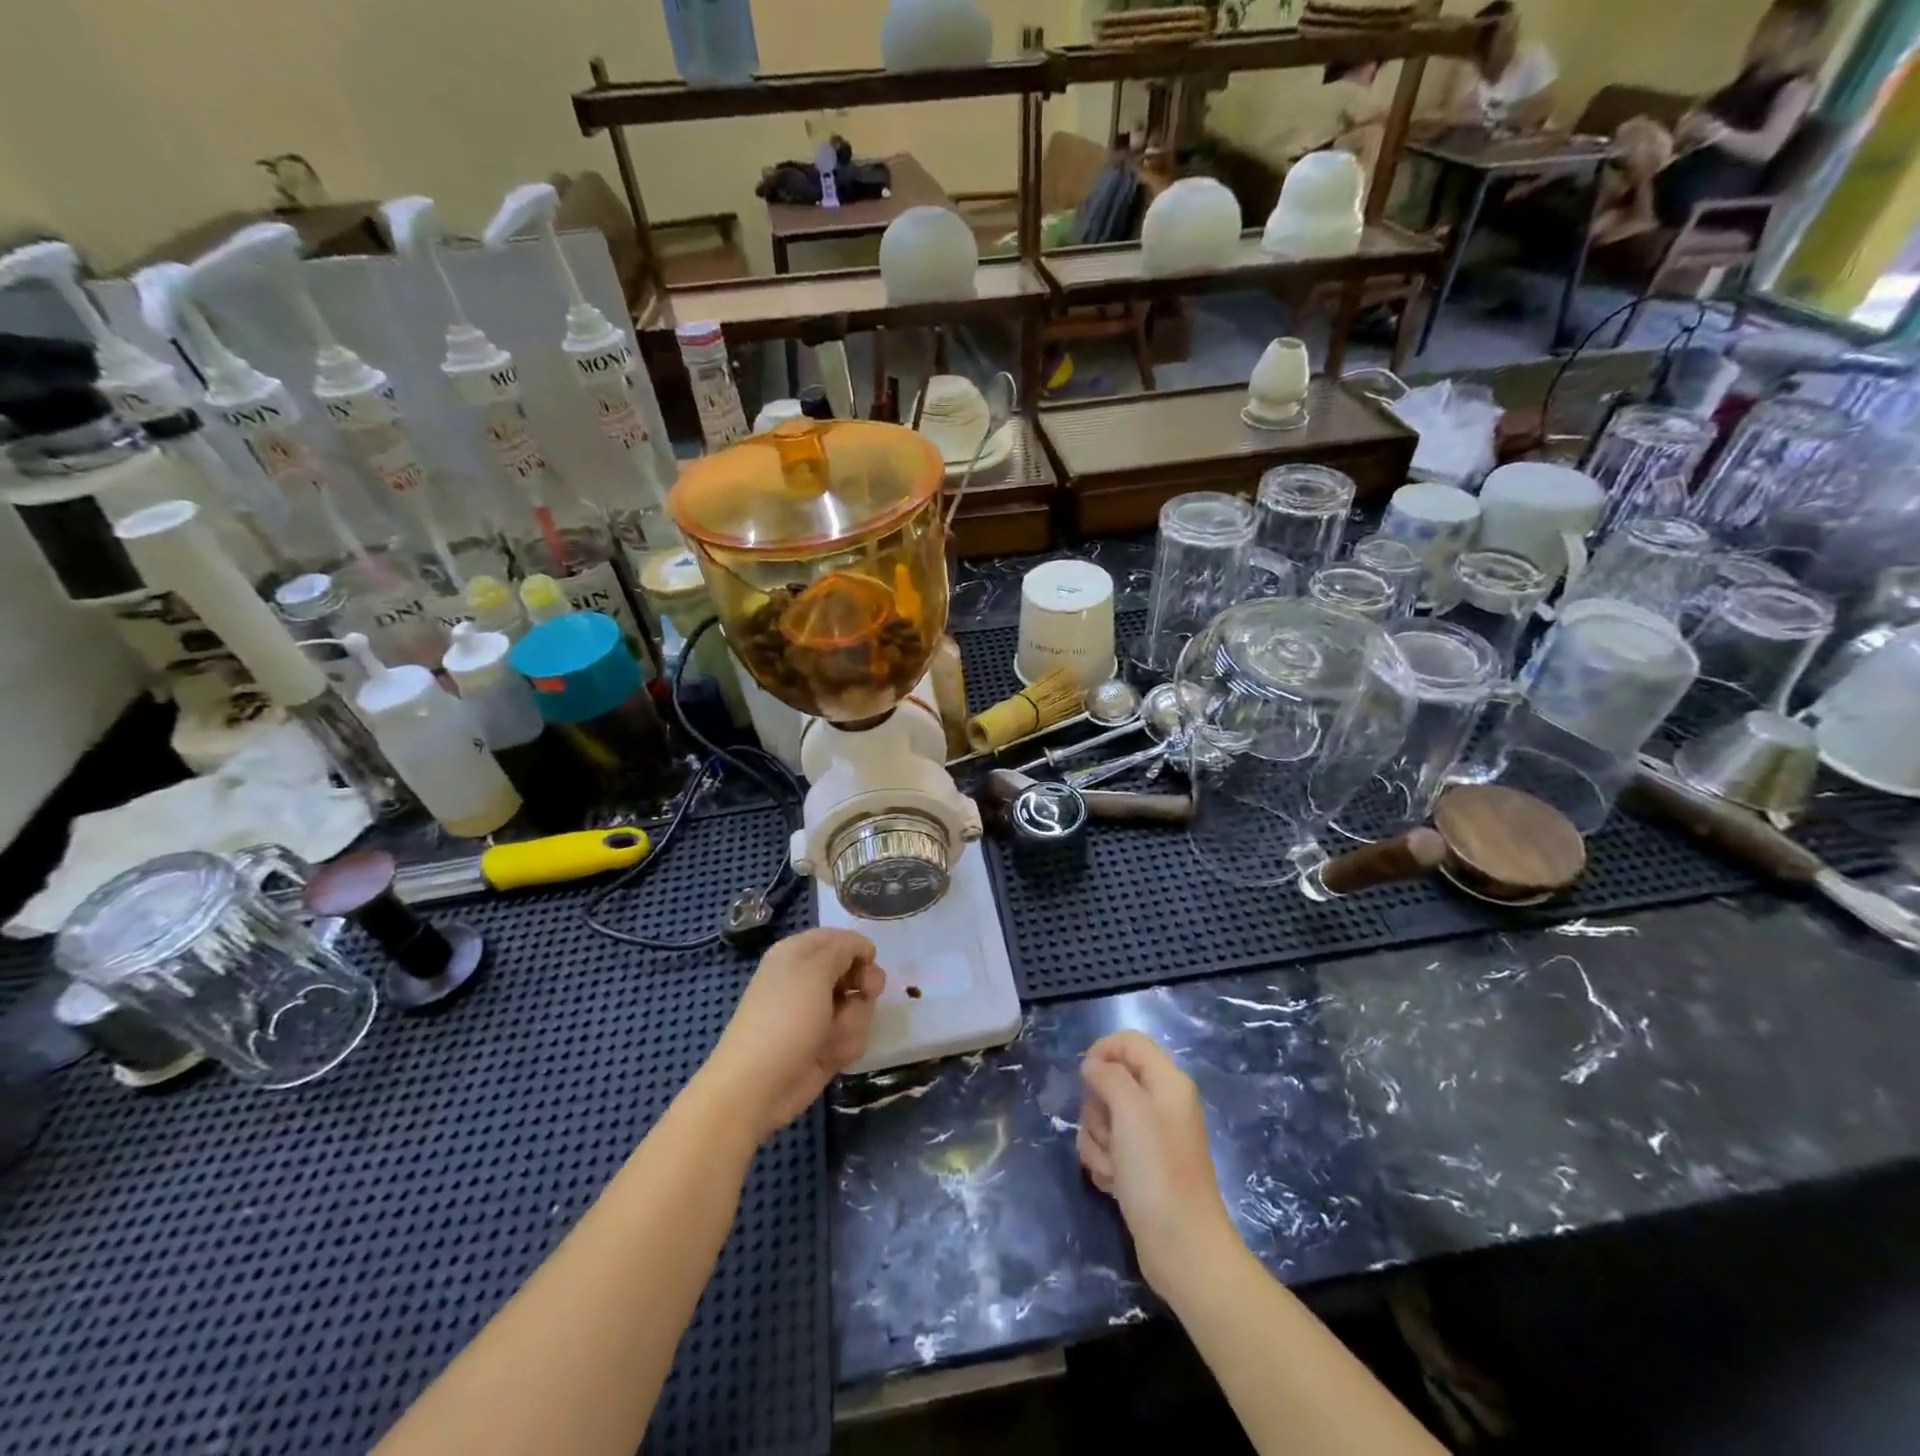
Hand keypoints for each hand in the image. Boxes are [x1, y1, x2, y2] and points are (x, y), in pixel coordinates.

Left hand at [702, 929, 883, 1140]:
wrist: (758, 1085)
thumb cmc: (785, 1017)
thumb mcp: (815, 969)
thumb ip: (844, 948)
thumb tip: (862, 948)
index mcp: (799, 953)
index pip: (841, 938)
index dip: (859, 950)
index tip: (869, 963)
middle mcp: (810, 980)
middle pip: (857, 972)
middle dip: (862, 988)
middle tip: (864, 995)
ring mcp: (819, 1014)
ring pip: (860, 1007)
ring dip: (851, 1022)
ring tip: (829, 1037)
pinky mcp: (826, 1044)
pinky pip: (854, 1035)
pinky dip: (844, 1045)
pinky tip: (827, 1056)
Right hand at [1077, 1031, 1240, 1295]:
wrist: (1182, 1248)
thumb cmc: (1157, 1171)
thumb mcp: (1130, 1110)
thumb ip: (1108, 1076)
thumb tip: (1093, 1065)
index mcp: (1168, 1082)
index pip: (1130, 1042)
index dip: (1103, 1051)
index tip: (1084, 1076)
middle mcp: (1161, 1104)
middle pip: (1112, 1081)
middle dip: (1097, 1107)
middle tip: (1109, 1132)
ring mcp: (1151, 1137)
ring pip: (1103, 1118)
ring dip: (1098, 1141)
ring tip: (1114, 1168)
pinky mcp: (1140, 1167)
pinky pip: (1108, 1148)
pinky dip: (1104, 1163)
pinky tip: (1114, 1185)